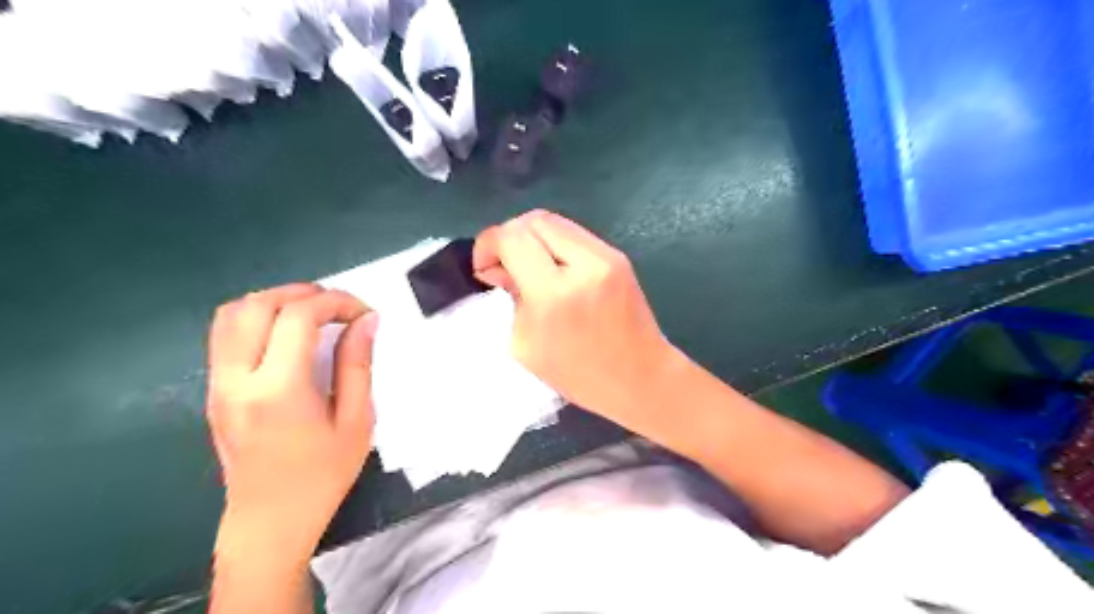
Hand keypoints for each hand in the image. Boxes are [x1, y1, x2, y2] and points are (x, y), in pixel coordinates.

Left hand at [207, 282, 379, 561]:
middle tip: (339, 307)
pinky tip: (286, 333)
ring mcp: (218, 384)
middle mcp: (237, 379)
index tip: (363, 313)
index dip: (336, 302)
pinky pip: (225, 335)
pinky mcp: (214, 391)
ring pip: (232, 314)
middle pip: (258, 304)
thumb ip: (358, 364)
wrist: (270, 521)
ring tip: (312, 313)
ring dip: (275, 300)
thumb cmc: (322, 475)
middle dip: (303, 293)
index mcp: (278, 389)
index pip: (298, 316)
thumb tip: (366, 320)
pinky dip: (257, 318)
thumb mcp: (356, 420)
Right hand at [475, 212, 680, 430]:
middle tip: (503, 265)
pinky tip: (551, 269)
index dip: (487, 244)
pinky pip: (574, 235)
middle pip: (533, 220)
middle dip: (509, 236)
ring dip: (531, 238)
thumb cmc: (579, 375)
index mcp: (554, 294)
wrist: (640, 377)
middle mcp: (583, 265)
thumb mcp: (526, 345)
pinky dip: (553, 244)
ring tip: (527, 267)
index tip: (483, 267)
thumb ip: (511, 296)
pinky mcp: (617, 256)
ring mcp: (606, 256)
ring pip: (555, 222)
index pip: (511, 238)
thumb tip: (501, 267)